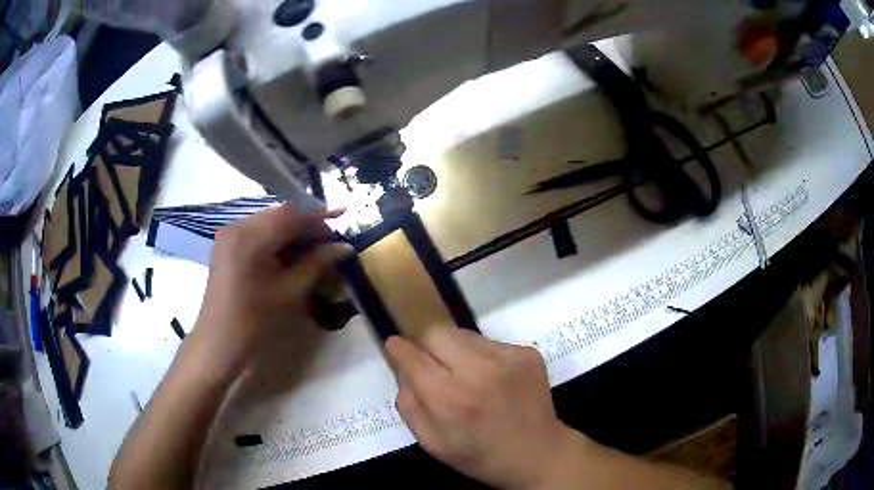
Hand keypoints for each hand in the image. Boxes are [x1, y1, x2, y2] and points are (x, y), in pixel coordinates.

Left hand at [189, 204, 352, 380]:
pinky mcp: (226, 243)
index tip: (342, 218)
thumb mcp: (290, 291)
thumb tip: (344, 247)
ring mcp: (228, 233)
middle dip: (306, 223)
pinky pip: (256, 230)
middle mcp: (237, 225)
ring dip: (291, 229)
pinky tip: (288, 250)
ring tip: (313, 246)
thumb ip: (317, 263)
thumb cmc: (255, 320)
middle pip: (279, 214)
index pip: (291, 214)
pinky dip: (275, 236)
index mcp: (251, 236)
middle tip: (329, 239)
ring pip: (268, 220)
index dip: (319, 216)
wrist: (219, 340)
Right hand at [386, 329, 584, 489]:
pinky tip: (490, 377)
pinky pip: (489, 342)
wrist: (538, 453)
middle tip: (430, 363)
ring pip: (463, 334)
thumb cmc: (480, 456)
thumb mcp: (432, 443)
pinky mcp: (527, 352)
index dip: (399, 349)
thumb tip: (403, 369)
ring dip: (454, 349)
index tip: (394, 346)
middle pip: (437, 333)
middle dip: (426, 344)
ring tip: (463, 373)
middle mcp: (479, 370)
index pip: (414, 357)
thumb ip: (409, 404)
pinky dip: (480, 355)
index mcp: (451, 399)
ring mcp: (508, 357)